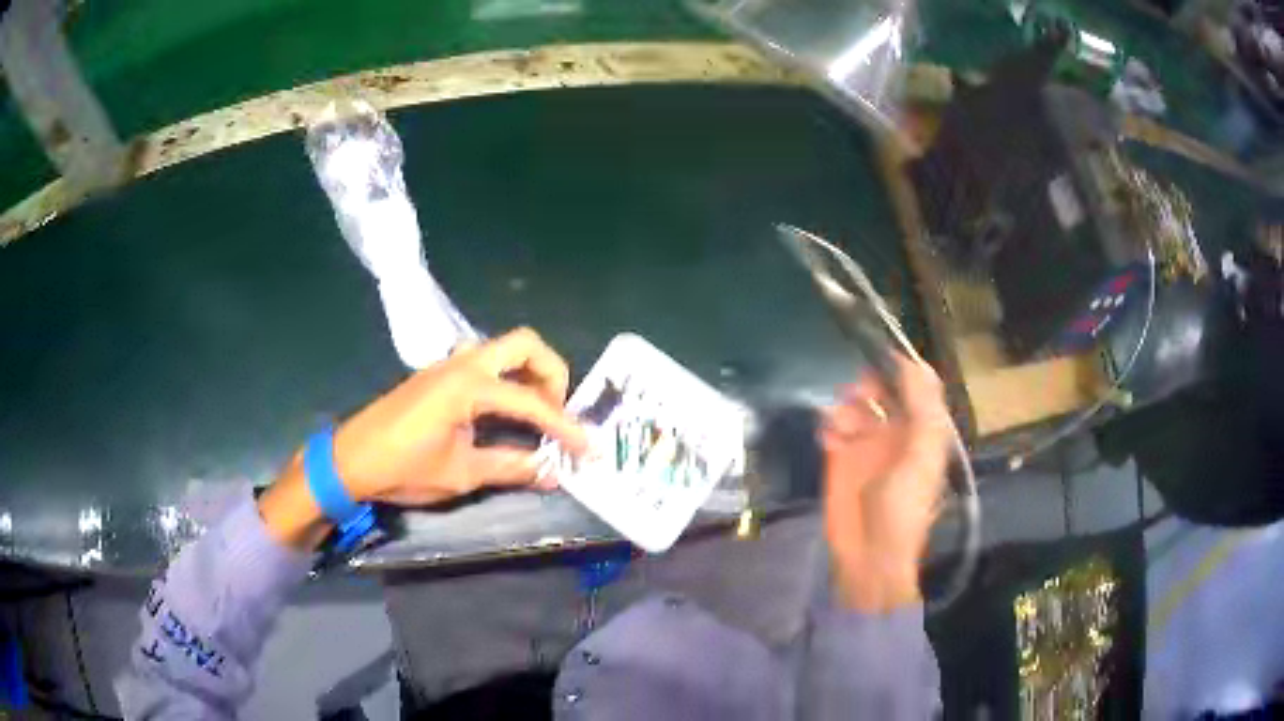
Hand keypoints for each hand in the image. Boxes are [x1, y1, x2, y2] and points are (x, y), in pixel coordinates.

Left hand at [334, 327, 587, 504]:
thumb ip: (509, 468)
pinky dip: (507, 379)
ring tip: (537, 415)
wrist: (350, 459)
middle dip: (553, 374)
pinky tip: (504, 413)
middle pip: (525, 345)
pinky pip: (486, 363)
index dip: (564, 426)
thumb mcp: (459, 474)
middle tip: (557, 413)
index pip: (531, 400)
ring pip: (504, 349)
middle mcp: (462, 364)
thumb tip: (552, 473)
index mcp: (467, 386)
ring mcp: (448, 365)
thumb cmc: (402, 467)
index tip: (587, 447)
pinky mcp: (439, 375)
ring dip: (529, 373)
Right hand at [820, 355, 952, 612]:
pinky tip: (829, 438)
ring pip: (855, 404)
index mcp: (923, 429)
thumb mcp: (921, 457)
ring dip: (846, 405)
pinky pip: (832, 426)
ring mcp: (866, 444)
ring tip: (840, 425)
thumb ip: (922, 410)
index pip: (917, 385)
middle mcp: (896, 431)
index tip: (881, 353)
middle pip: (883, 389)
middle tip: (857, 393)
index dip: (902, 366)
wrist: (869, 556)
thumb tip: (913, 362)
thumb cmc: (904, 508)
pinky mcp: (839, 457)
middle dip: (869, 382)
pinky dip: (829, 424)